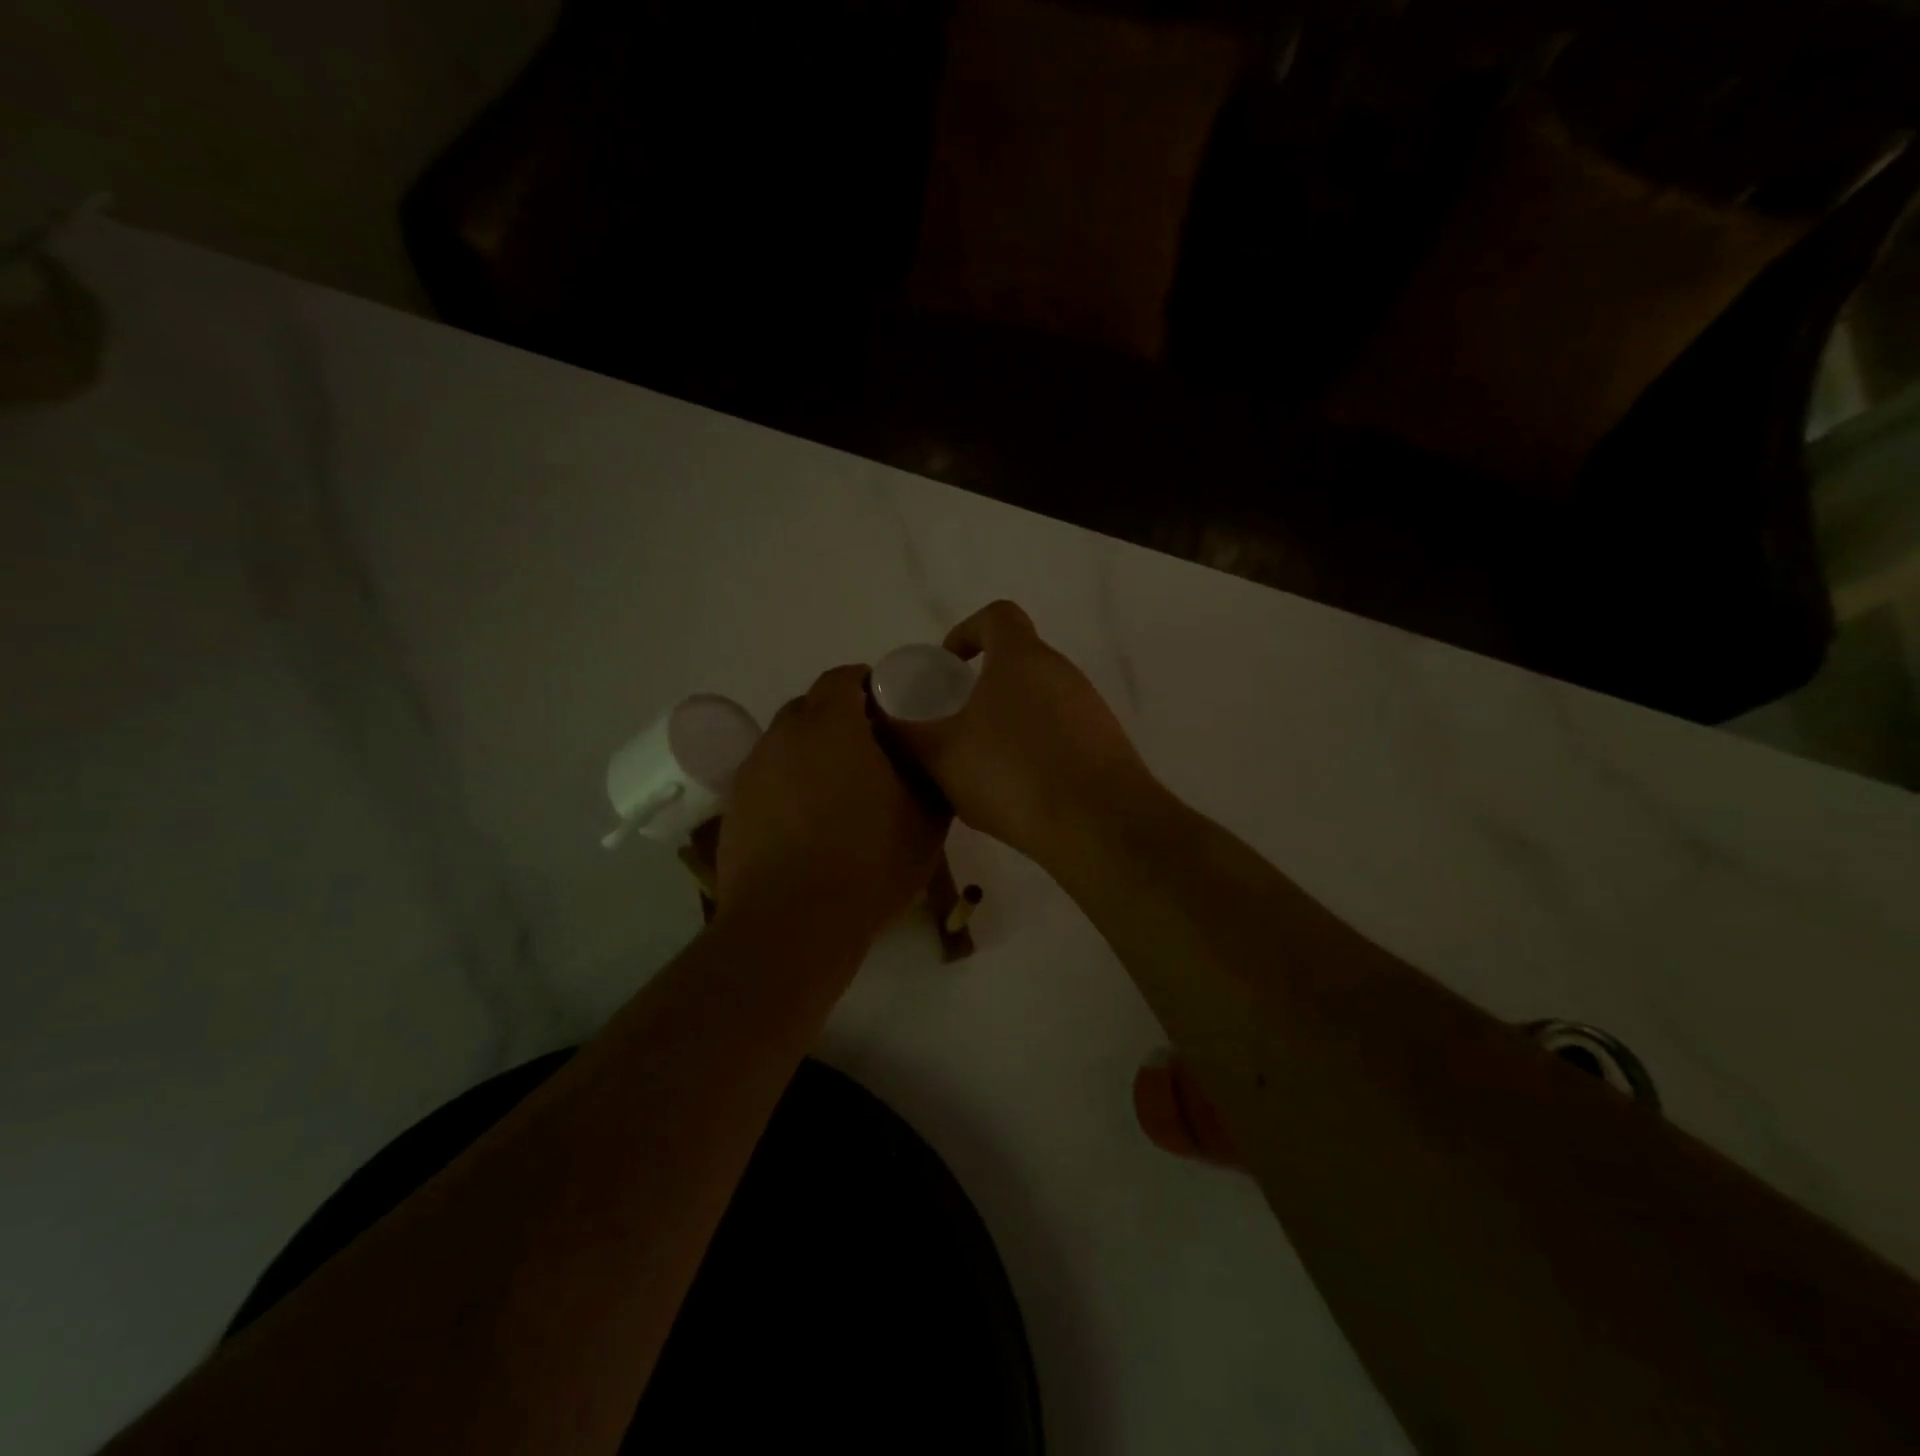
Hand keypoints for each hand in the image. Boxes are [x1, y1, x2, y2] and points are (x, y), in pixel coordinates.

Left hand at [717, 664, 947, 941]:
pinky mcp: (734, 807)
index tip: (894, 714)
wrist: (792, 926)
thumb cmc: (868, 863)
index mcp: (830, 724)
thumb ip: (931, 776)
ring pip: (788, 745)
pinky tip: (810, 824)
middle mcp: (783, 735)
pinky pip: (769, 779)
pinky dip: (790, 786)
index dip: (872, 687)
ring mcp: (752, 771)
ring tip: (840, 793)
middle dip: (842, 720)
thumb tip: (929, 760)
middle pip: (813, 708)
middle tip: (874, 754)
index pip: (845, 677)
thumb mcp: (926, 820)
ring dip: (814, 755)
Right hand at [890, 601, 1157, 863]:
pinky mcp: (1107, 743)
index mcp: (1022, 658)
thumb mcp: (941, 754)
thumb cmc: (1012, 774)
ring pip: (1040, 699)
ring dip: (1010, 719)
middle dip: (984, 685)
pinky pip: (1062, 732)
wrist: (1099, 824)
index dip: (967, 631)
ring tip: (985, 763)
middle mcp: (1062, 672)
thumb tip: (883, 713)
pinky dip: (1037, 747)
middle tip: (957, 722)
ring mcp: (1090, 707)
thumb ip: (907, 730)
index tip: (948, 665)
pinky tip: (1022, 788)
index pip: (997, 616)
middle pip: (1019, 660)